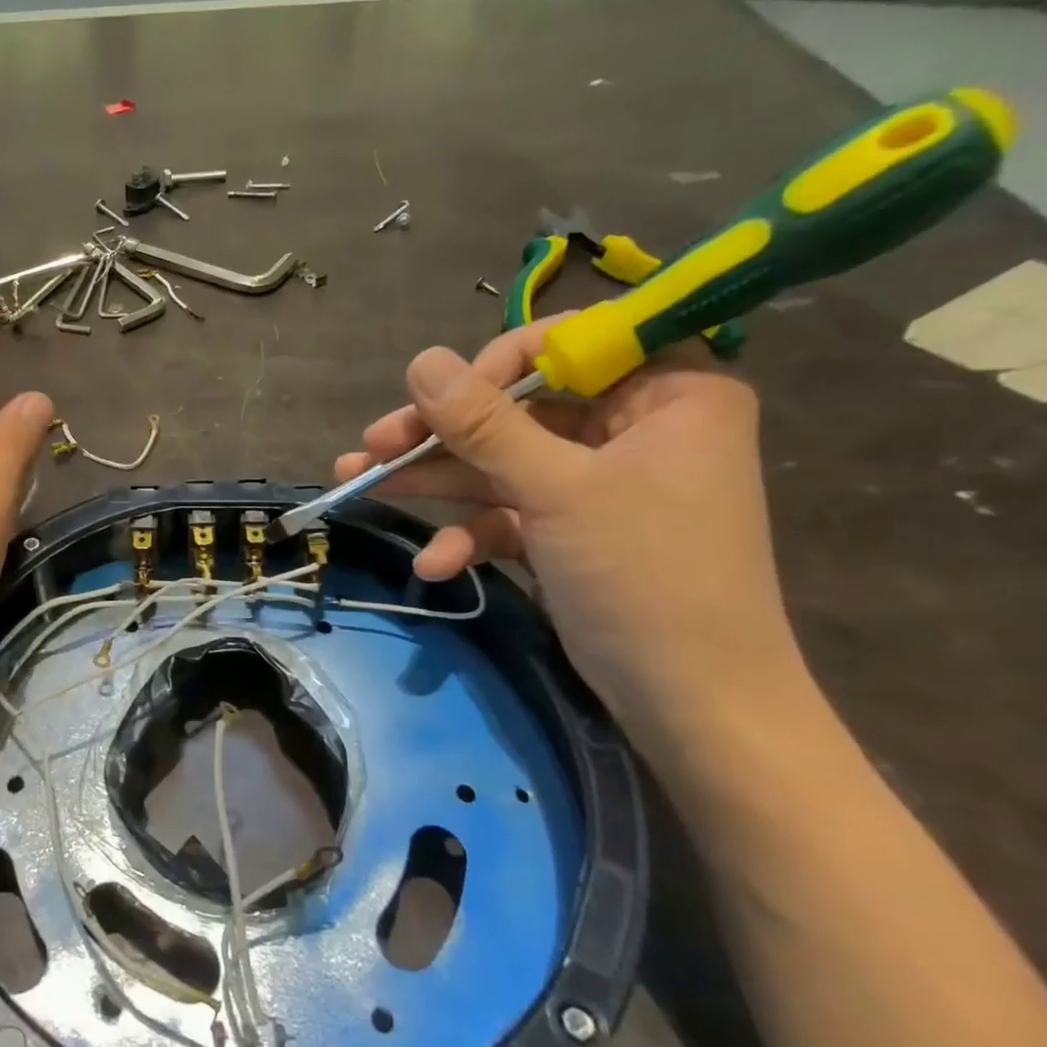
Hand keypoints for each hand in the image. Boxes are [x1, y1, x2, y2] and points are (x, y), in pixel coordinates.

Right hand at [335, 319, 805, 745]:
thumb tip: (421, 360)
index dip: (496, 364)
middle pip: (517, 408)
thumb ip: (484, 424)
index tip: (440, 396)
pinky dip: (468, 534)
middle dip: (441, 433)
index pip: (570, 345)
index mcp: (667, 394)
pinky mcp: (566, 530)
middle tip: (374, 442)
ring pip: (499, 462)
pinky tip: (434, 564)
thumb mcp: (558, 490)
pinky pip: (507, 514)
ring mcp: (593, 483)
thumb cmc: (645, 574)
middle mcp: (630, 428)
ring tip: (357, 481)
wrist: (689, 701)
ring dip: (433, 480)